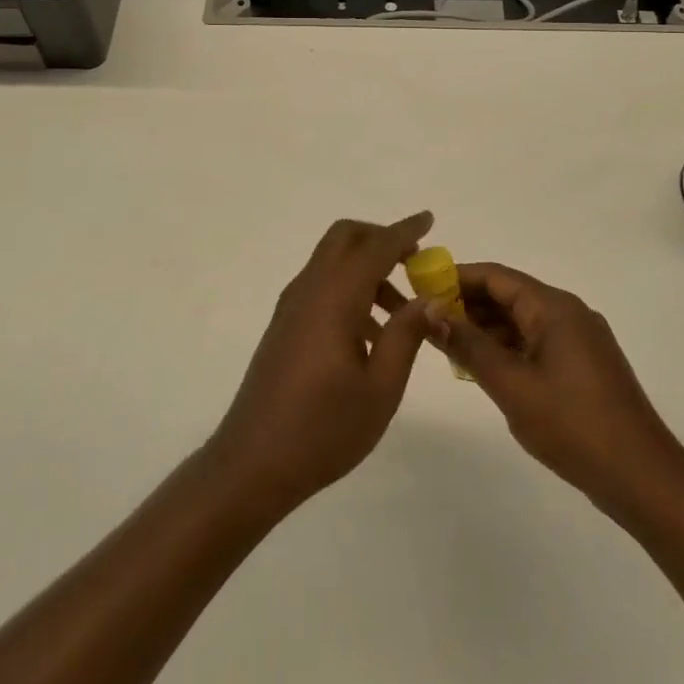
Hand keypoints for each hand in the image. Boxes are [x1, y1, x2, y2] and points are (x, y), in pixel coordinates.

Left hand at [206, 213, 440, 515]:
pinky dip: (350, 289)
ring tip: (402, 314)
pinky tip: (371, 335)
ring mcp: (292, 307)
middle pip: (344, 239)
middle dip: (380, 239)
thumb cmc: (323, 429)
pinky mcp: (285, 326)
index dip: (404, 231)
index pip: (375, 247)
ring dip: (368, 269)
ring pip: (332, 262)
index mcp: (334, 299)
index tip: (430, 220)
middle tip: (414, 263)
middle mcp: (309, 290)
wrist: (252, 463)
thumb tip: (430, 298)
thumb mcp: (381, 388)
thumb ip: (407, 334)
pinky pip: (322, 286)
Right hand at [441, 263, 683, 512]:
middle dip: (469, 305)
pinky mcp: (584, 366)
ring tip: (448, 348)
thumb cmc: (573, 425)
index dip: (457, 277)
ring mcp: (580, 340)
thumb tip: (432, 312)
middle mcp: (569, 313)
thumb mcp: (512, 385)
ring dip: (486, 329)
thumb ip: (469, 346)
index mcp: (554, 307)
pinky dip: (508, 349)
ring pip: (522, 321)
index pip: (497, 276)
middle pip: (510, 295)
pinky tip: (484, 370)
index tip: (422, 288)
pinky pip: (537, 343)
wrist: (643, 478)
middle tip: (428, 322)